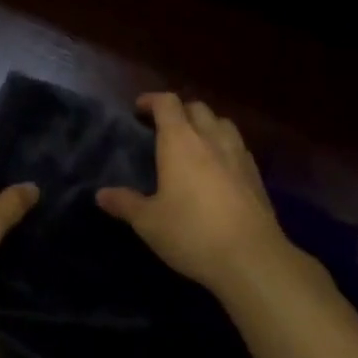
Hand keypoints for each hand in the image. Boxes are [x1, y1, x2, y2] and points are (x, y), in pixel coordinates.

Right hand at [96, 93, 294, 298]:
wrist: (251, 257)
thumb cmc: (192, 233)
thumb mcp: (150, 223)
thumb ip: (125, 204)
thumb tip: (101, 194)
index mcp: (180, 140)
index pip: (167, 103)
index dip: (152, 100)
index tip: (139, 109)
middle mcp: (210, 137)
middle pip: (196, 107)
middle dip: (179, 111)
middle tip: (165, 128)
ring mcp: (237, 153)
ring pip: (221, 122)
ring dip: (206, 124)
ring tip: (195, 143)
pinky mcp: (256, 173)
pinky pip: (237, 145)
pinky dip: (225, 146)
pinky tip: (220, 168)